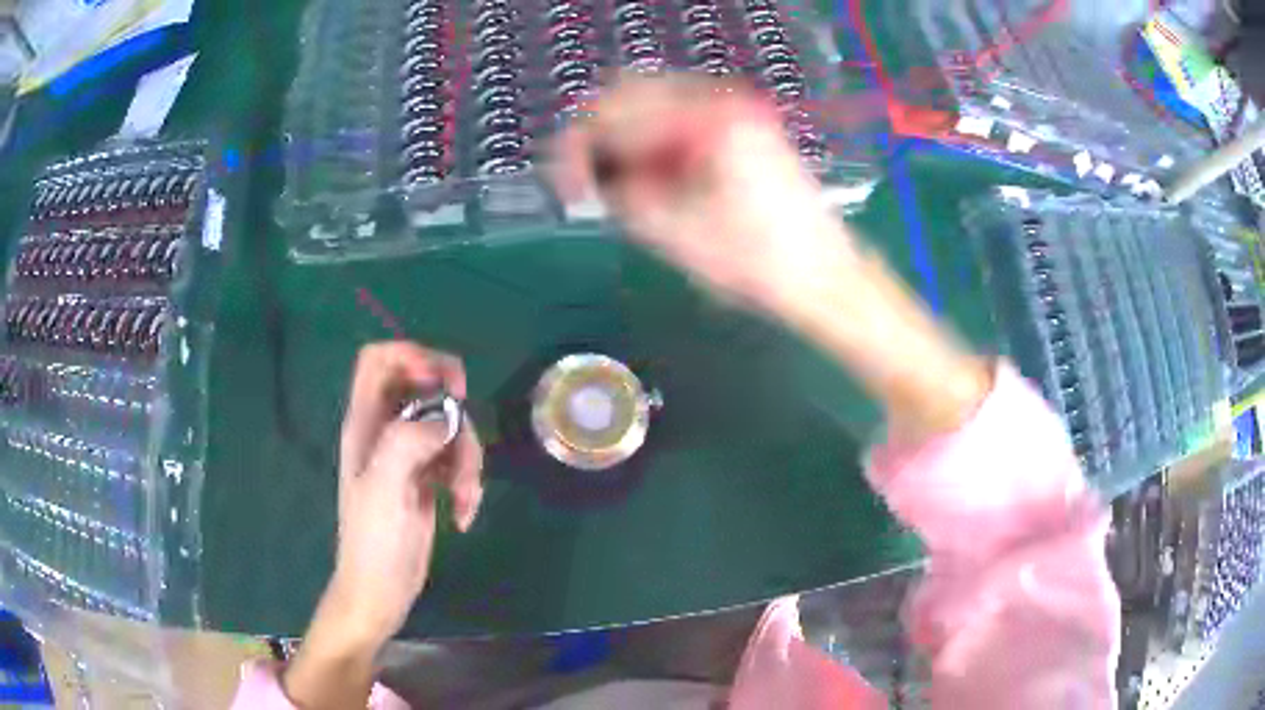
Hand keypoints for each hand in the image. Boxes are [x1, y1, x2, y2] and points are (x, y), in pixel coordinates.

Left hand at [331, 341, 483, 647]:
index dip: (411, 355)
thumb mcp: (385, 489)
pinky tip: (464, 515)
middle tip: (462, 432)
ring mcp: (408, 456)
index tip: (442, 383)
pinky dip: (468, 483)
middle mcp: (386, 432)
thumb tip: (444, 418)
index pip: (378, 360)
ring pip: (448, 428)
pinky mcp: (426, 480)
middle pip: (424, 389)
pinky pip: (456, 461)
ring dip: (466, 459)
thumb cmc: (374, 541)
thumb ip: (408, 441)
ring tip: (465, 497)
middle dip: (452, 411)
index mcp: (365, 424)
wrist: (381, 590)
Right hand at [553, 73, 850, 314]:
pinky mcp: (745, 125)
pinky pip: (682, 117)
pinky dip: (658, 141)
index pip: (616, 111)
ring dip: (629, 137)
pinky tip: (657, 177)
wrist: (825, 274)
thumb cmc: (757, 262)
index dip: (579, 147)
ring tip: (625, 186)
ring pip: (656, 102)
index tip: (566, 187)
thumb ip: (622, 195)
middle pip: (633, 93)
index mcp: (706, 119)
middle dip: (601, 135)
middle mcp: (722, 98)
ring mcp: (738, 108)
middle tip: (589, 182)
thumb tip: (593, 176)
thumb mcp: (675, 234)